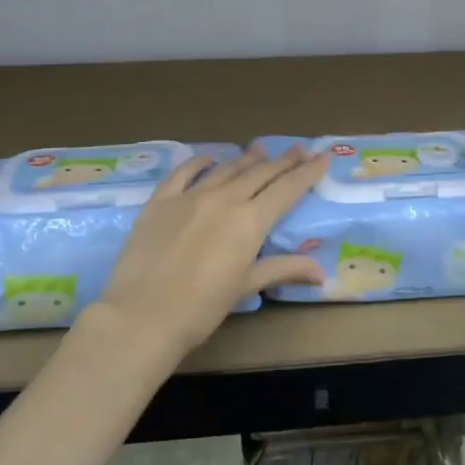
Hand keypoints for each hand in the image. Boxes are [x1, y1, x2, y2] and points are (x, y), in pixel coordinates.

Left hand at [96, 146, 329, 359]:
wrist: (142, 315)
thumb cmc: (201, 309)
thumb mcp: (245, 287)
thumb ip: (282, 269)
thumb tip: (322, 272)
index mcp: (250, 221)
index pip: (287, 189)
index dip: (306, 172)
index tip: (321, 157)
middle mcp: (224, 199)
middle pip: (260, 173)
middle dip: (282, 161)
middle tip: (297, 149)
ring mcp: (190, 196)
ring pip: (226, 169)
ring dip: (246, 159)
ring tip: (260, 150)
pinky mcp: (160, 201)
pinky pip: (183, 172)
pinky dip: (199, 162)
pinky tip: (208, 157)